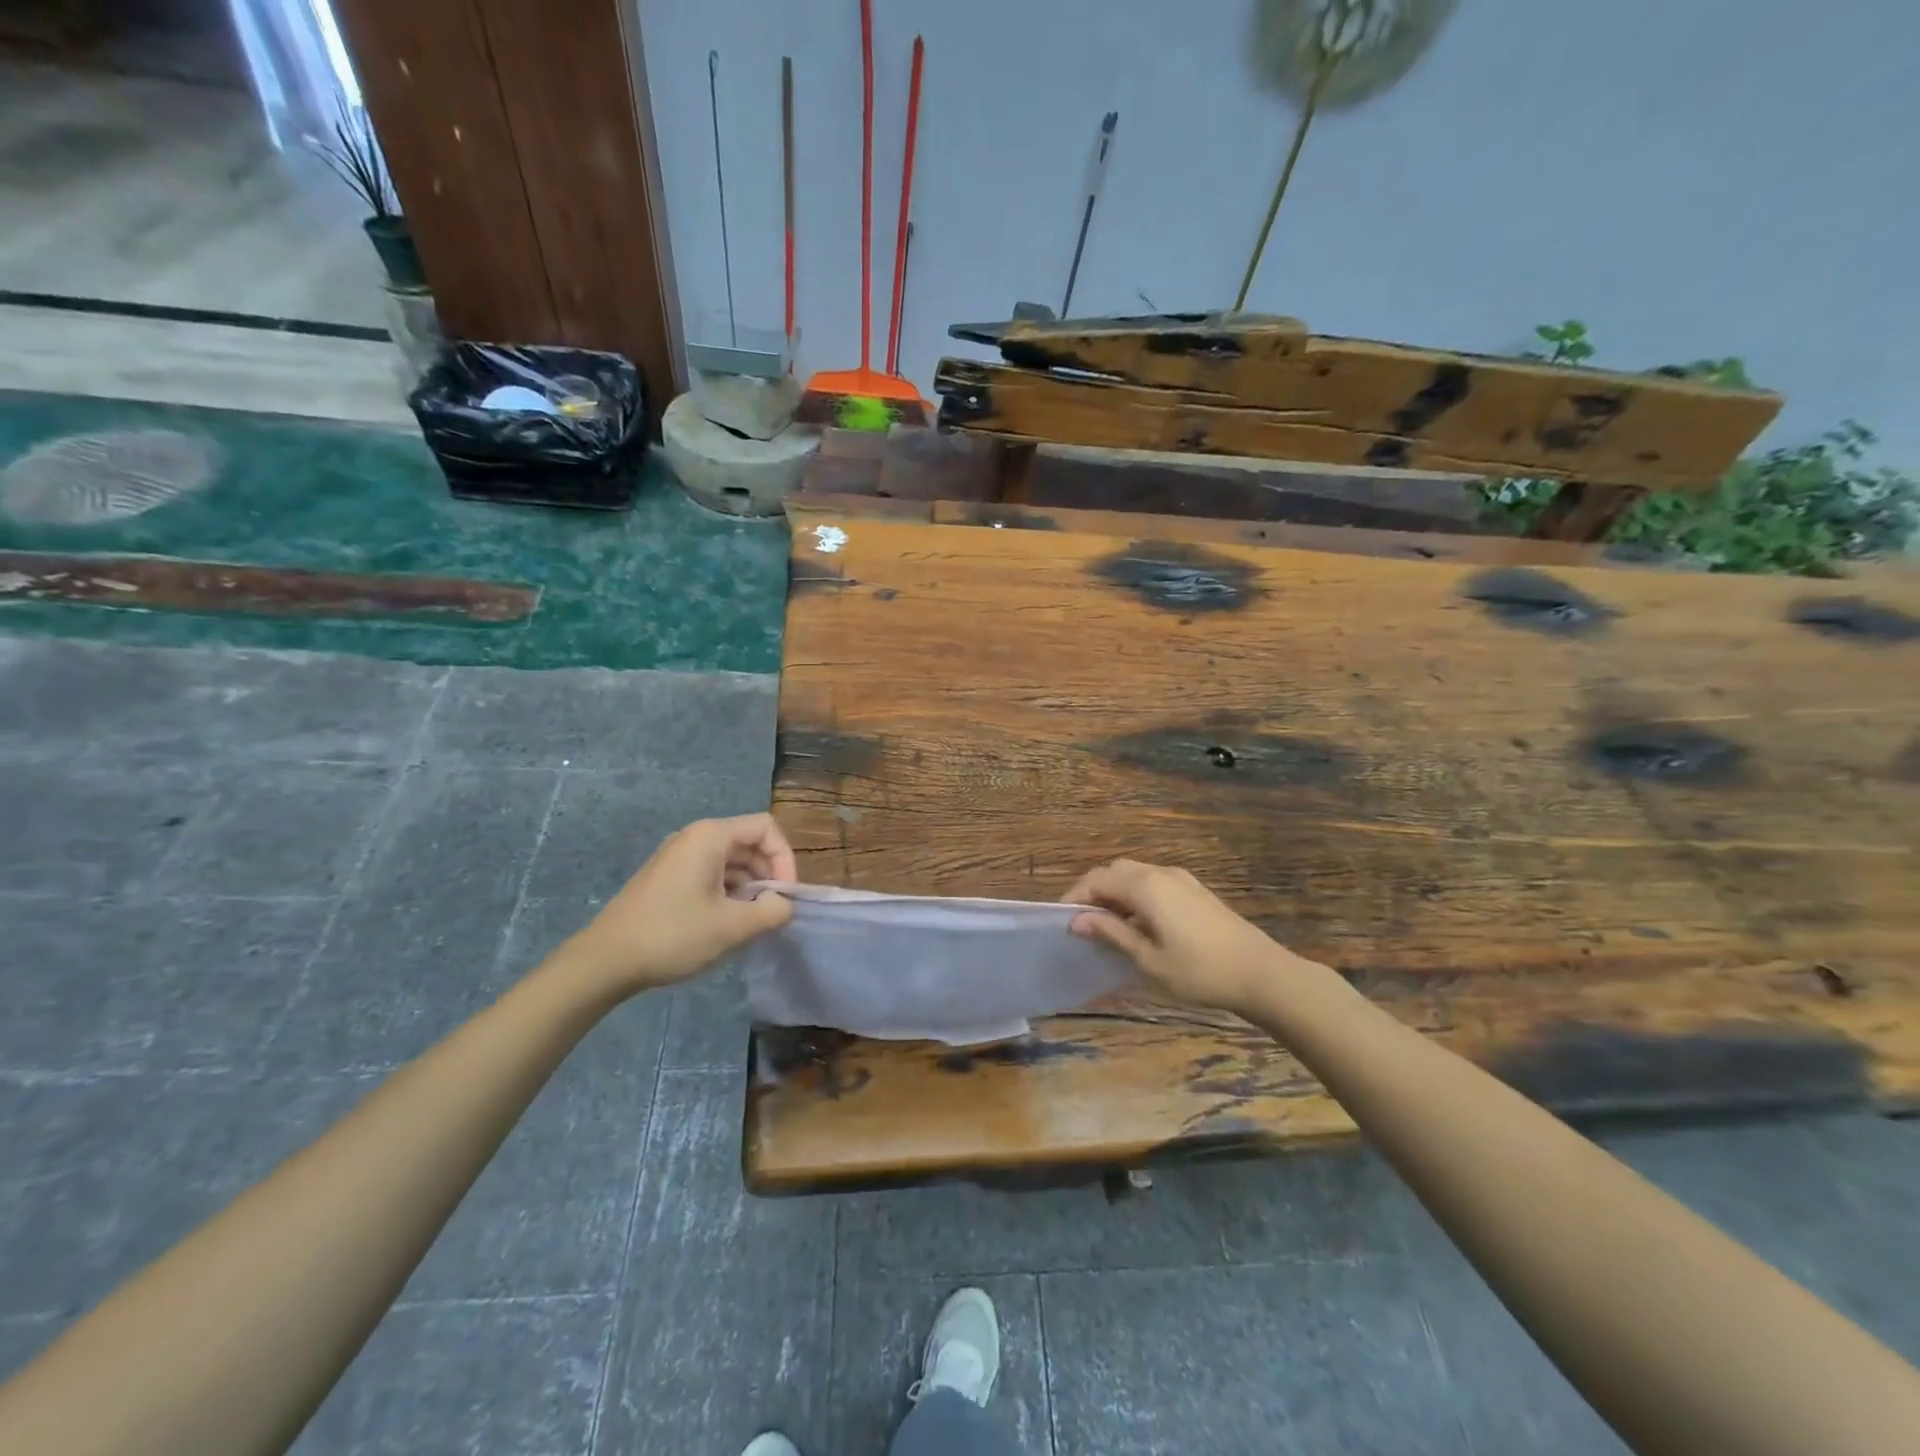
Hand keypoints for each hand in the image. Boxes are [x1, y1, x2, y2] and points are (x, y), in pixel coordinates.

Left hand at [557, 814, 797, 998]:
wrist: (605, 961)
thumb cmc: (673, 935)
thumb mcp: (732, 927)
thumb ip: (771, 911)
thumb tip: (784, 904)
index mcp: (711, 836)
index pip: (767, 828)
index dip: (785, 859)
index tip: (785, 895)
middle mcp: (694, 837)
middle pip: (750, 842)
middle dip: (768, 873)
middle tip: (772, 910)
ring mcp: (678, 856)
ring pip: (731, 860)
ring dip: (750, 886)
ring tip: (751, 920)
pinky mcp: (668, 877)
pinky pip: (711, 872)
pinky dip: (728, 891)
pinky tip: (726, 922)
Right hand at [1064, 860, 1311, 1015]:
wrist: (1261, 974)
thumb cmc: (1198, 971)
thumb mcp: (1147, 960)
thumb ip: (1110, 934)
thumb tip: (1076, 920)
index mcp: (1145, 886)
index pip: (1096, 879)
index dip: (1074, 896)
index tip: (1061, 921)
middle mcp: (1160, 873)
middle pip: (1114, 870)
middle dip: (1093, 891)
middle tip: (1082, 922)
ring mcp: (1182, 879)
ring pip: (1135, 873)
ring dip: (1115, 892)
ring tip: (1107, 925)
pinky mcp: (1196, 890)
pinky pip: (1154, 881)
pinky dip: (1136, 894)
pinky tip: (1139, 923)